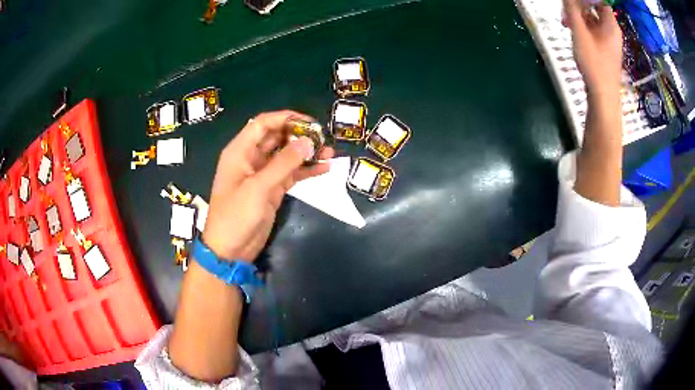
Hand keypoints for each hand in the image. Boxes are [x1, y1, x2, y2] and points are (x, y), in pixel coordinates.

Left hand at [202, 110, 333, 261]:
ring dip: (306, 153)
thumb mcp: (258, 187)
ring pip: (286, 156)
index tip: (310, 122)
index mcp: (240, 151)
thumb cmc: (236, 215)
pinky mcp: (271, 189)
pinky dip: (305, 171)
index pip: (263, 124)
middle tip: (324, 138)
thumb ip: (283, 163)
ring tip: (330, 153)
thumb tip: (308, 142)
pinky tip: (324, 169)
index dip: (285, 118)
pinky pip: (290, 174)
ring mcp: (262, 175)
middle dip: (300, 136)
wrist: (230, 249)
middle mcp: (251, 158)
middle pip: (277, 137)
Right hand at [563, 0, 622, 95]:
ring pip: (594, 20)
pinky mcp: (606, 49)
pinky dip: (584, 27)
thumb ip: (572, 10)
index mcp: (611, 24)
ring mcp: (609, 41)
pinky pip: (595, 31)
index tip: (573, 1)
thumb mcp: (580, 33)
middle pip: (595, 9)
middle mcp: (612, 30)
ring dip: (579, 17)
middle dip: (579, 6)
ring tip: (566, 23)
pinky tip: (574, 32)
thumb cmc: (594, 63)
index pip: (600, 1)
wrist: (603, 95)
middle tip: (566, 11)